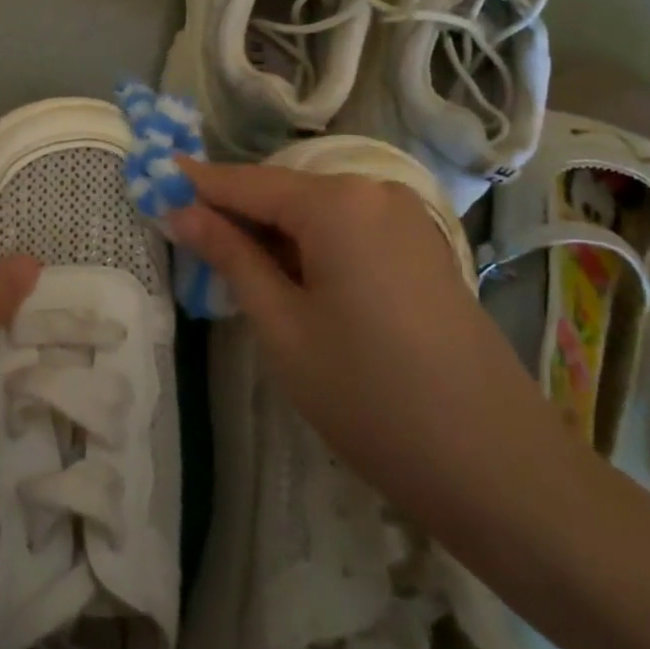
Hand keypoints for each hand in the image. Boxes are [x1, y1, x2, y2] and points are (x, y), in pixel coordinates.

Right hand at [167, 158, 552, 525]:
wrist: (496, 466)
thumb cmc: (370, 395)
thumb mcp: (282, 326)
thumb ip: (230, 257)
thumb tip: (182, 212)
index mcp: (336, 202)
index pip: (246, 182)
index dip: (198, 185)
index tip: (153, 182)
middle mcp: (374, 192)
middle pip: (284, 193)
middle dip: (236, 214)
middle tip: (187, 241)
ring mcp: (406, 219)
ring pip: (317, 214)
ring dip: (274, 236)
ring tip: (235, 271)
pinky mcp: (423, 249)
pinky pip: (350, 232)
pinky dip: (312, 249)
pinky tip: (294, 285)